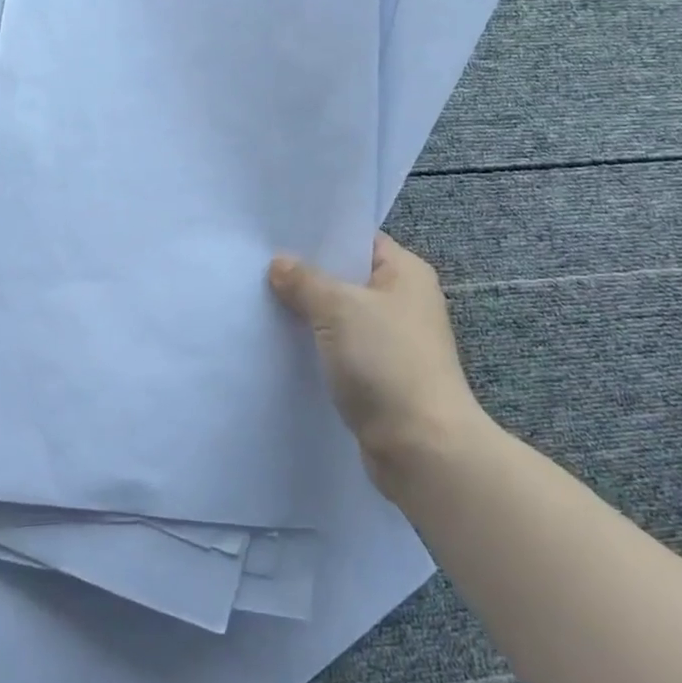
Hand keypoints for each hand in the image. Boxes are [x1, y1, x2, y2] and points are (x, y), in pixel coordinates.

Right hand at [269, 234, 484, 495]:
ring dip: (308, 315)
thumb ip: (305, 281)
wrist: (422, 448)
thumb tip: (280, 263)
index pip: (359, 239)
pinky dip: (316, 347)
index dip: (321, 237)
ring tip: (261, 302)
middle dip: (307, 276)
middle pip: (347, 278)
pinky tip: (281, 343)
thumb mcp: (339, 309)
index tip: (278, 235)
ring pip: (341, 317)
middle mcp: (404, 302)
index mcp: (406, 273)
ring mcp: (393, 342)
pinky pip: (340, 350)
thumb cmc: (387, 362)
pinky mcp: (380, 377)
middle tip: (259, 267)